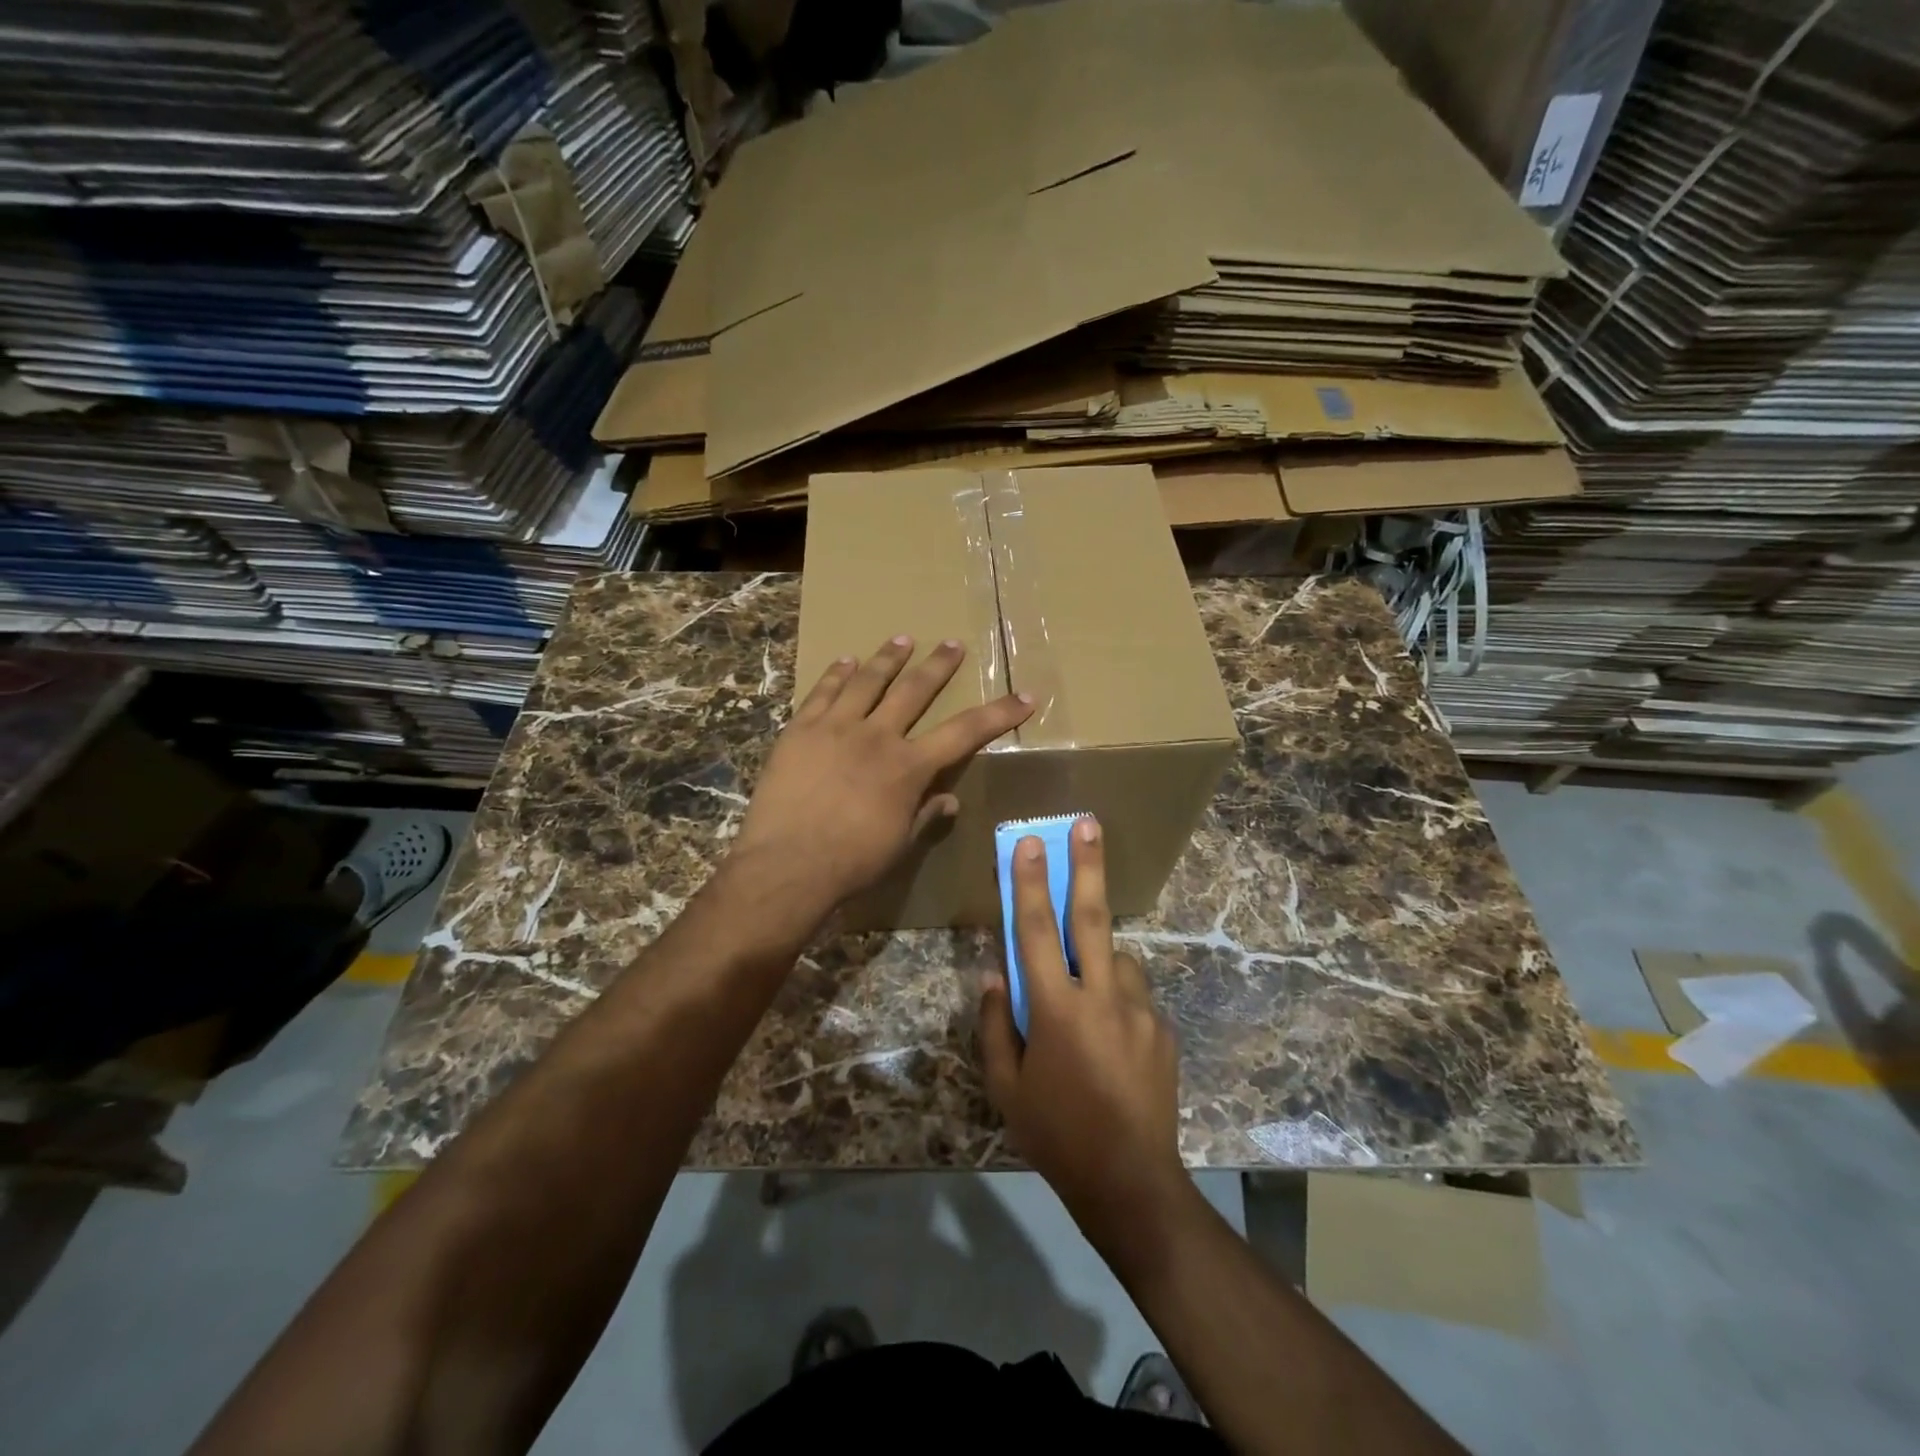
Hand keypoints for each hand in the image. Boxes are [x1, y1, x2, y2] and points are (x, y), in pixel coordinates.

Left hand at [731, 635, 1030, 924]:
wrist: (787, 865)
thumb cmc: (851, 862)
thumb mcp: (899, 844)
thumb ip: (925, 815)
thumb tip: (949, 800)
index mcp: (909, 767)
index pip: (965, 732)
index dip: (998, 714)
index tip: (1024, 696)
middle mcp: (878, 737)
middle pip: (915, 690)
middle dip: (938, 666)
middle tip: (952, 644)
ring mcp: (836, 728)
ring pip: (868, 681)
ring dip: (888, 658)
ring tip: (902, 639)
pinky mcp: (800, 730)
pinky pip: (822, 692)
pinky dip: (836, 674)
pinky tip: (845, 661)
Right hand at [979, 818, 1189, 1253]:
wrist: (1131, 1182)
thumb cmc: (1056, 1135)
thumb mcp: (1006, 1087)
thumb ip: (996, 1025)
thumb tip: (994, 975)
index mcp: (1056, 1010)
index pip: (1035, 932)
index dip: (1028, 884)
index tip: (1029, 843)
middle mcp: (1102, 997)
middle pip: (1091, 918)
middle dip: (1088, 866)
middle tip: (1089, 824)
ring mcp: (1140, 1011)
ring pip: (1117, 959)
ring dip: (1099, 957)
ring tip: (1088, 996)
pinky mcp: (1164, 1029)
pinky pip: (1135, 996)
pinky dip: (1117, 997)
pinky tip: (1112, 1039)